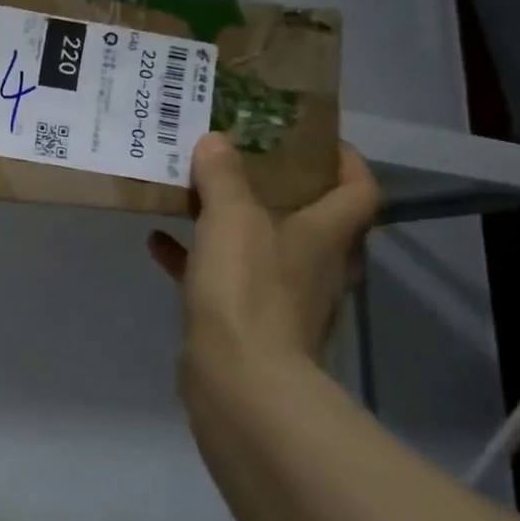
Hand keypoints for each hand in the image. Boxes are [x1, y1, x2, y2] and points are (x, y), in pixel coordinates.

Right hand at [147, 133, 379, 393]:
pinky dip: (196, 257)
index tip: (313, 139)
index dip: (345, 160)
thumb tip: (216, 140)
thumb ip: (223, 176)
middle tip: (245, 160)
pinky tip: (159, 242)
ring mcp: (284, 298)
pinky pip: (223, 277)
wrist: (241, 381)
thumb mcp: (231, 218)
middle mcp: (316, 265)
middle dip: (281, 188)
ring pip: (264, 247)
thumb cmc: (248, 289)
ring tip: (196, 194)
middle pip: (313, 218)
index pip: (360, 190)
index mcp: (327, 235)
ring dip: (233, 222)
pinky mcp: (249, 322)